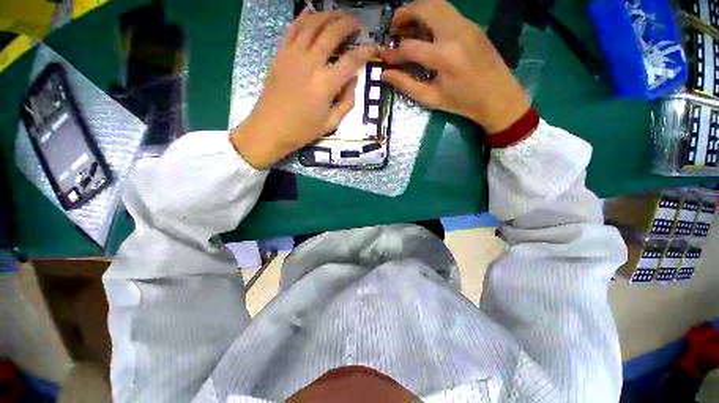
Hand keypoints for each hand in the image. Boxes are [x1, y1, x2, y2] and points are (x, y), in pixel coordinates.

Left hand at [231, 10, 376, 168]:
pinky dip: (303, 17)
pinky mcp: (280, 54)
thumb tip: (353, 81)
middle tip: (357, 23)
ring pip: (312, 24)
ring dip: (328, 15)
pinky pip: (292, 29)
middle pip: (332, 33)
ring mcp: (293, 55)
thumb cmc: (302, 130)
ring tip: (339, 14)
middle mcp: (310, 63)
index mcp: (325, 84)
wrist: (270, 128)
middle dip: (348, 24)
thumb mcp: (331, 123)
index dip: (365, 52)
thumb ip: (346, 102)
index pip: (350, 61)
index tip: (373, 48)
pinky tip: (312, 11)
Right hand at [380, 0, 530, 133]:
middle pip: (425, 9)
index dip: (393, 53)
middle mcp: (455, 33)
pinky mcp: (472, 25)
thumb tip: (385, 74)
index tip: (384, 57)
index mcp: (443, 57)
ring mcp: (466, 25)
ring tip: (407, 23)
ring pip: (437, 4)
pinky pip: (448, 11)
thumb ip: (406, 85)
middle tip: (393, 26)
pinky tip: (426, 28)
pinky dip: (432, 14)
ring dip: (419, 9)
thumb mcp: (431, 99)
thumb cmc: (462, 102)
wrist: (498, 96)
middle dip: (404, 14)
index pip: (410, 47)